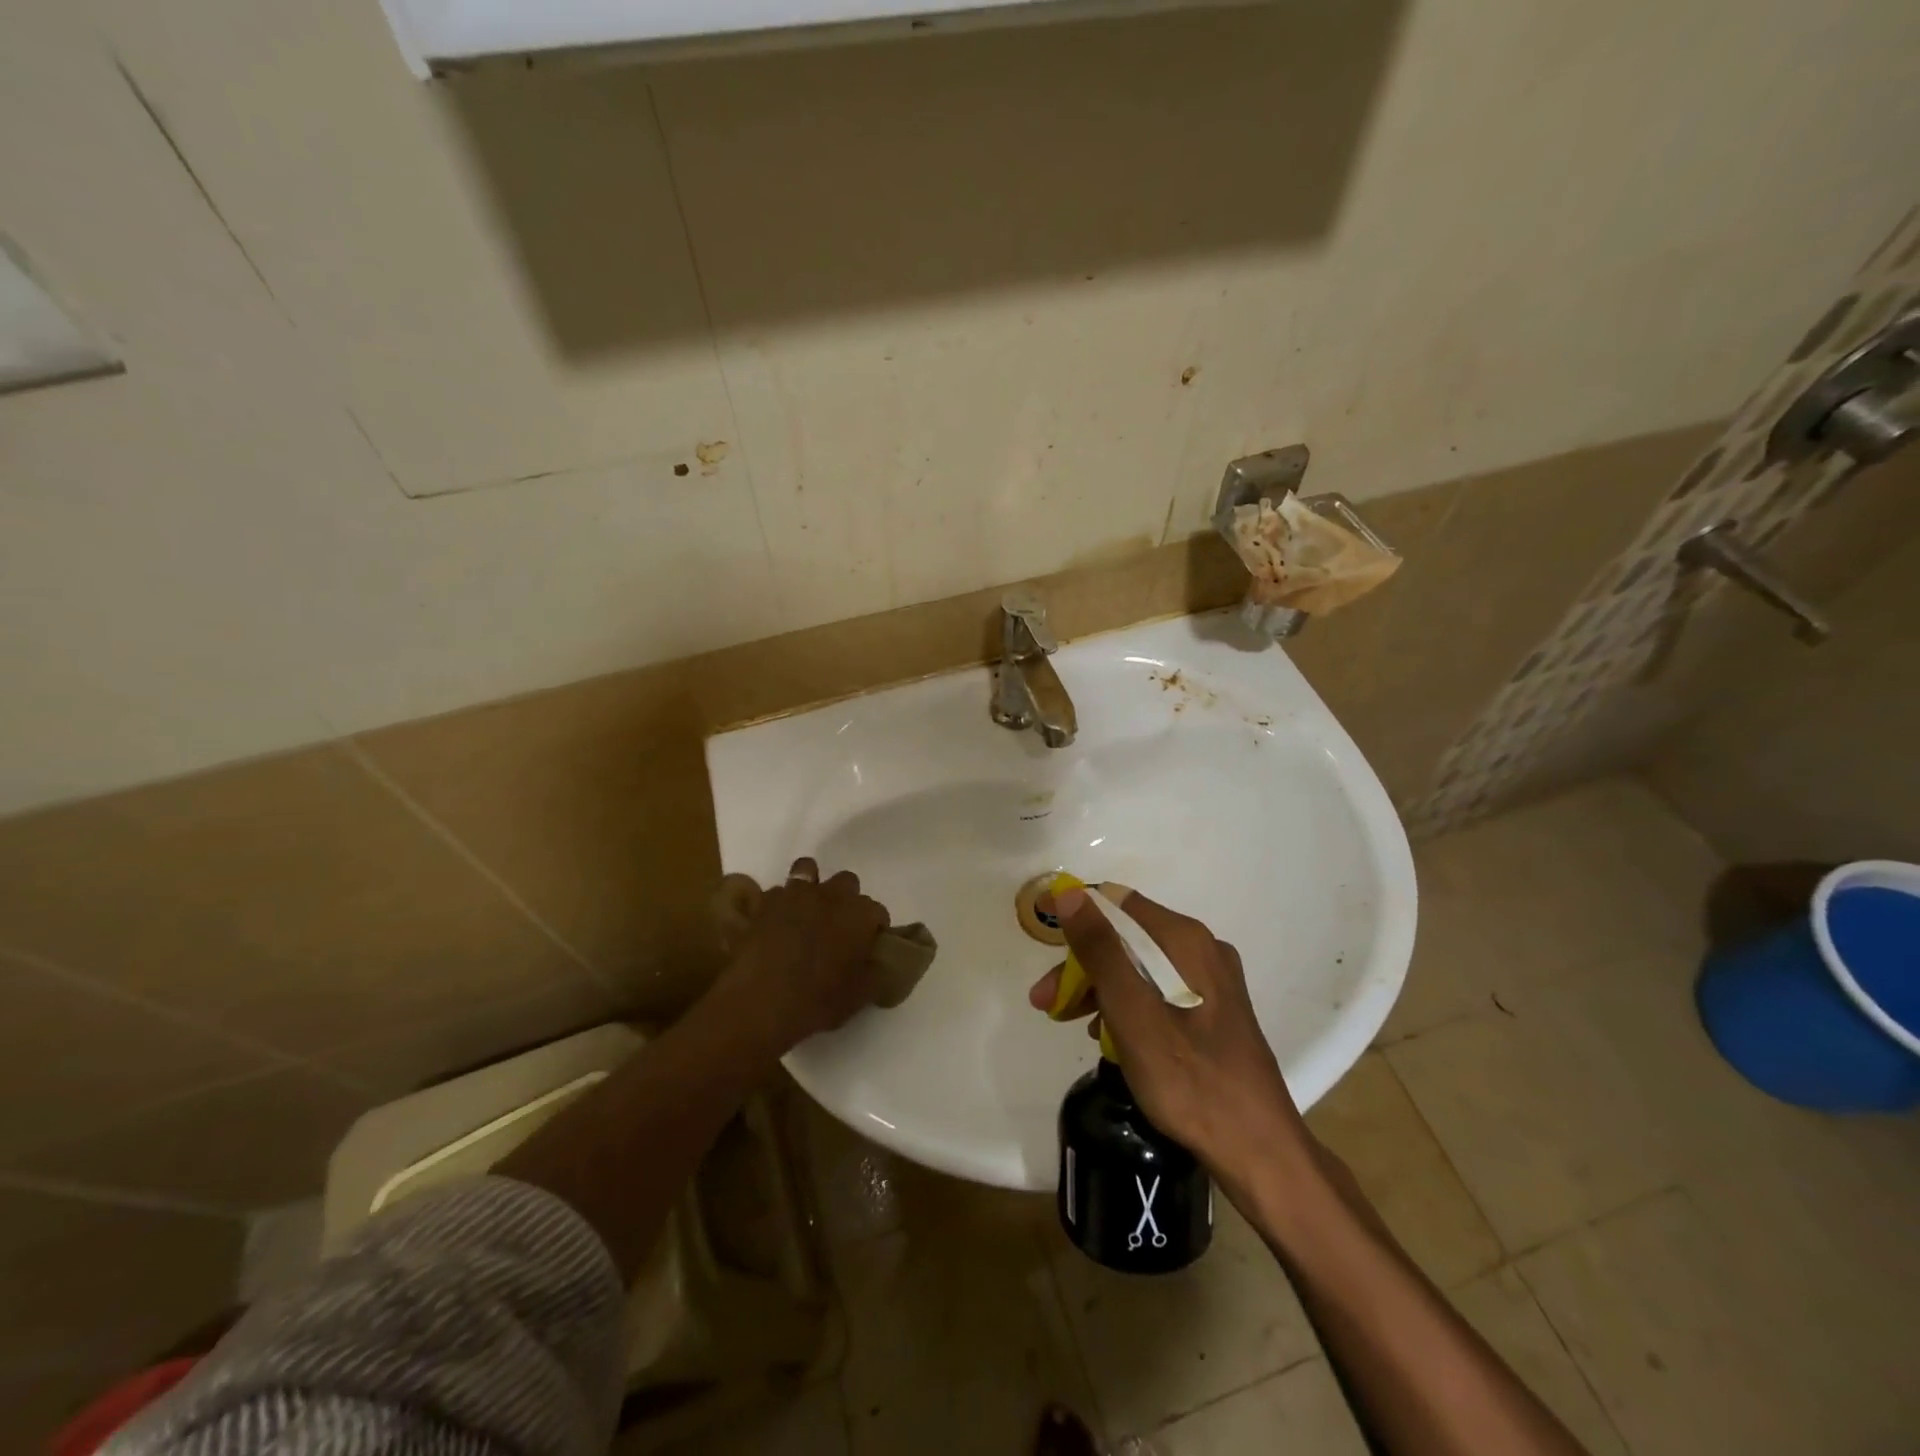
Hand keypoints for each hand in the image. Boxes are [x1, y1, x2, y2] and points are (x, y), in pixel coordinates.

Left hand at [722, 858, 889, 1049]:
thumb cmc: (815, 1001)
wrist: (757, 1003)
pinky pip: (778, 892)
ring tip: (808, 912)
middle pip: (848, 882)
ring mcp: (795, 894)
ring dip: (813, 887)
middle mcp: (831, 895)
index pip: (878, 912)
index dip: (875, 929)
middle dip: (847, 900)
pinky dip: (781, 903)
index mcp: (859, 914)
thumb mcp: (857, 997)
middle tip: (839, 928)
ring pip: (809, 870)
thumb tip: (879, 965)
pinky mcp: (764, 902)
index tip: (868, 947)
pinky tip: (777, 924)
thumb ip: (875, 974)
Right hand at [1028, 885, 1310, 1178]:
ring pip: (1140, 966)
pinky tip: (1111, 1037)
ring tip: (1071, 1024)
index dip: (1076, 919)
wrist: (1258, 1151)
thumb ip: (1100, 951)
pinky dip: (1128, 1005)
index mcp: (1185, 940)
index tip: (1046, 949)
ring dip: (1100, 988)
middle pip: (1126, 937)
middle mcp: (1201, 948)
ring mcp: (1211, 980)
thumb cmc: (1189, 1080)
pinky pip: (1158, 990)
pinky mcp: (1213, 1009)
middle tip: (1046, 1002)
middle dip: (1083, 965)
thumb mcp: (1133, 1013)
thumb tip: (1069, 893)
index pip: (1117, 903)